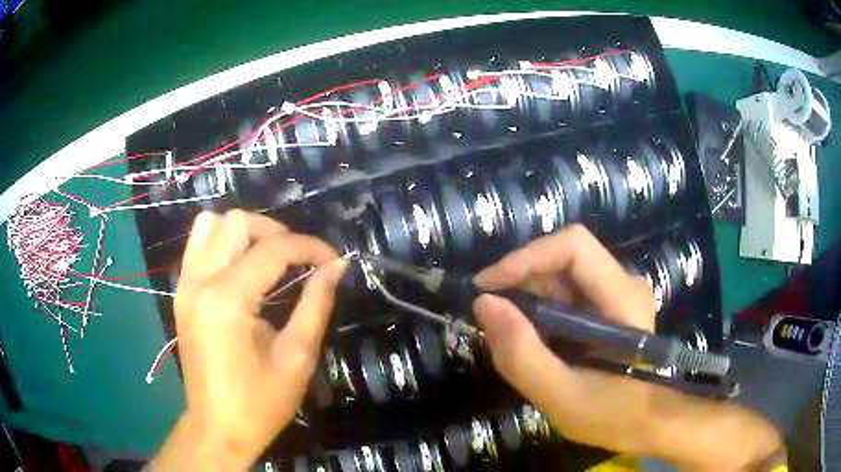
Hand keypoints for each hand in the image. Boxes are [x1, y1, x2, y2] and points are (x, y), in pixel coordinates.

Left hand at [152, 210, 346, 470]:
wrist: (217, 427)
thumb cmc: (260, 403)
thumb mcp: (296, 358)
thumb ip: (316, 304)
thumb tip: (337, 266)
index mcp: (227, 301)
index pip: (272, 249)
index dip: (309, 247)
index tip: (333, 260)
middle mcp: (200, 282)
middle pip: (237, 222)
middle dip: (276, 232)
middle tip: (300, 260)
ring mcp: (185, 284)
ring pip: (211, 224)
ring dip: (245, 232)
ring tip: (268, 257)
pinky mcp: (181, 292)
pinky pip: (198, 245)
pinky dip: (223, 242)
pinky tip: (241, 266)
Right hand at [473, 225, 782, 468]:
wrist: (675, 425)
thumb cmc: (634, 416)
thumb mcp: (573, 401)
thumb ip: (530, 357)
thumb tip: (488, 308)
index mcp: (621, 297)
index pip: (569, 246)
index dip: (524, 256)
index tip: (485, 286)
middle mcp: (622, 287)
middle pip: (564, 258)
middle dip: (521, 279)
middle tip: (492, 316)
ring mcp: (619, 302)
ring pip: (565, 280)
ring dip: (531, 300)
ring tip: (511, 336)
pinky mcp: (613, 317)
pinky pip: (570, 302)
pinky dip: (543, 315)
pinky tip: (535, 343)